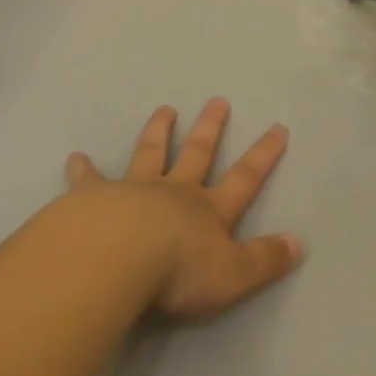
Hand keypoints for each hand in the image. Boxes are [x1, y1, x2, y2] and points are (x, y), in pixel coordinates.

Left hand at [65, 99, 302, 318]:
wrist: (116, 257)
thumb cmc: (178, 270)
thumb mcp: (233, 274)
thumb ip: (265, 259)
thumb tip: (300, 243)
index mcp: (209, 210)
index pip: (244, 177)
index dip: (263, 154)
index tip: (277, 127)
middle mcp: (175, 192)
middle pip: (197, 153)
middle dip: (210, 128)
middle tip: (217, 101)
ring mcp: (135, 190)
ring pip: (150, 153)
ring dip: (158, 131)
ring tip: (164, 109)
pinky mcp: (96, 198)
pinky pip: (90, 180)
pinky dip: (83, 169)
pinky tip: (75, 158)